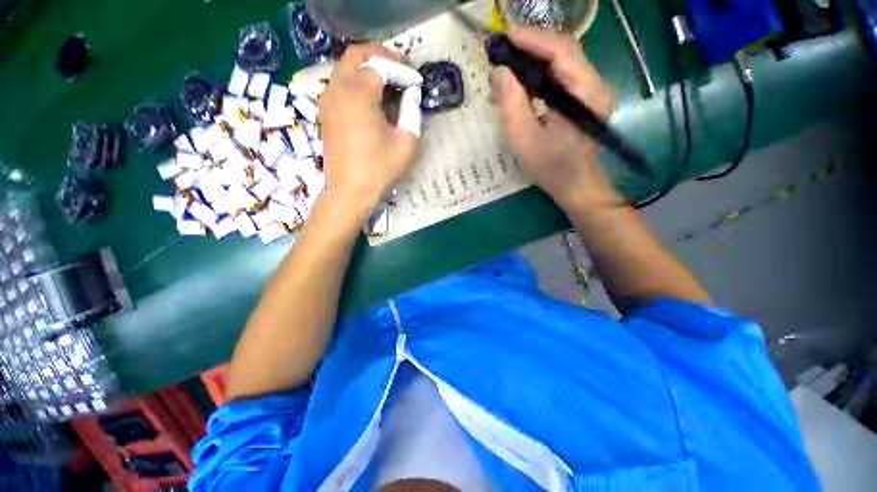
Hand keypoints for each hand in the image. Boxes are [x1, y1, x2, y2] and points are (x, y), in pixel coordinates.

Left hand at [318, 46, 418, 216]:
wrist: (350, 190)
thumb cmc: (380, 168)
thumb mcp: (406, 142)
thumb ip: (412, 112)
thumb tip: (411, 94)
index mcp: (358, 93)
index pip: (380, 66)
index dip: (401, 70)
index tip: (416, 82)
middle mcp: (338, 89)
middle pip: (356, 56)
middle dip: (380, 57)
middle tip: (400, 68)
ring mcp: (328, 100)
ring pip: (346, 69)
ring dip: (367, 69)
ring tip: (389, 83)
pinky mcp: (326, 113)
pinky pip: (340, 85)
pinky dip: (357, 83)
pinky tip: (372, 99)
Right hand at [490, 27, 622, 210]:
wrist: (574, 184)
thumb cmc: (550, 167)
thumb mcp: (524, 140)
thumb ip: (511, 105)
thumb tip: (499, 72)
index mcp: (587, 94)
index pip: (562, 51)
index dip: (533, 39)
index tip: (505, 37)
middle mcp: (594, 85)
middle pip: (563, 51)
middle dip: (530, 46)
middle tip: (502, 50)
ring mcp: (589, 90)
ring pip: (560, 62)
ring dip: (532, 59)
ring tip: (506, 66)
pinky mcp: (582, 97)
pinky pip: (559, 76)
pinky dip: (537, 74)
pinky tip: (520, 82)